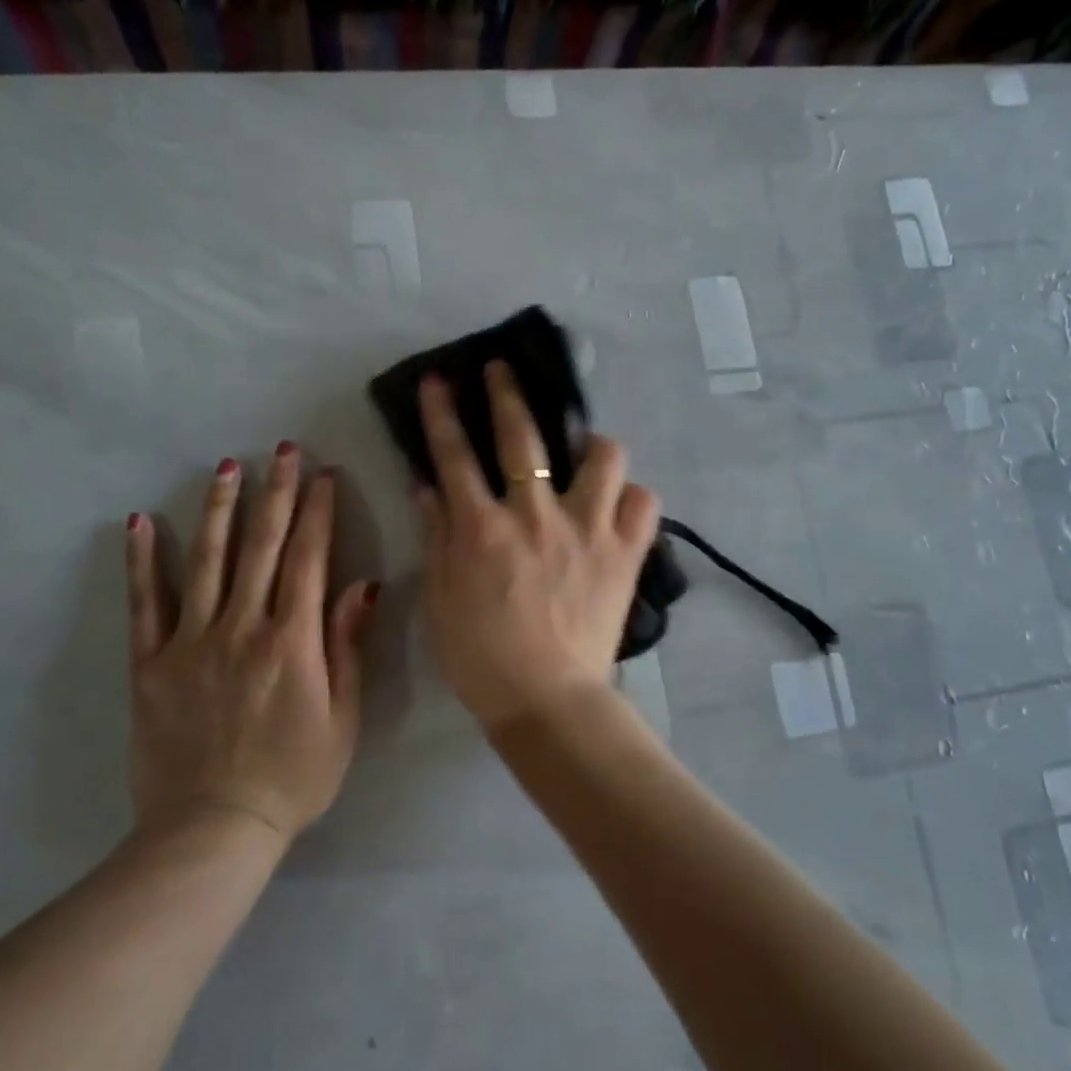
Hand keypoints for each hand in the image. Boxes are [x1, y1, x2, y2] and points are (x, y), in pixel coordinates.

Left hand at [124, 444, 377, 846]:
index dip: (318, 511)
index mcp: (292, 641)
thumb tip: (364, 585)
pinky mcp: (151, 663)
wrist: (213, 830)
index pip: (309, 558)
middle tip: (282, 450)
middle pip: (263, 546)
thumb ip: (347, 647)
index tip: (324, 474)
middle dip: (276, 492)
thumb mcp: (343, 719)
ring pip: (208, 560)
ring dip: (220, 509)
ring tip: (227, 466)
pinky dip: (142, 561)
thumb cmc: (294, 777)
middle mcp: (242, 627)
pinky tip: (139, 523)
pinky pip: (146, 603)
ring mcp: (191, 641)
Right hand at [415, 363, 661, 734]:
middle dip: (508, 392)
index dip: (442, 412)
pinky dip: (632, 498)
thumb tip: (426, 485)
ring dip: (591, 443)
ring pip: (603, 457)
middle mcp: (536, 516)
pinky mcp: (625, 554)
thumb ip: (436, 535)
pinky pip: (644, 504)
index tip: (439, 379)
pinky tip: (619, 505)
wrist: (546, 701)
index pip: (455, 455)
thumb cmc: (481, 657)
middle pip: (524, 436)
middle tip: (503, 369)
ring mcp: (587, 530)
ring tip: (585, 450)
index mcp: (483, 528)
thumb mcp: (441, 598)